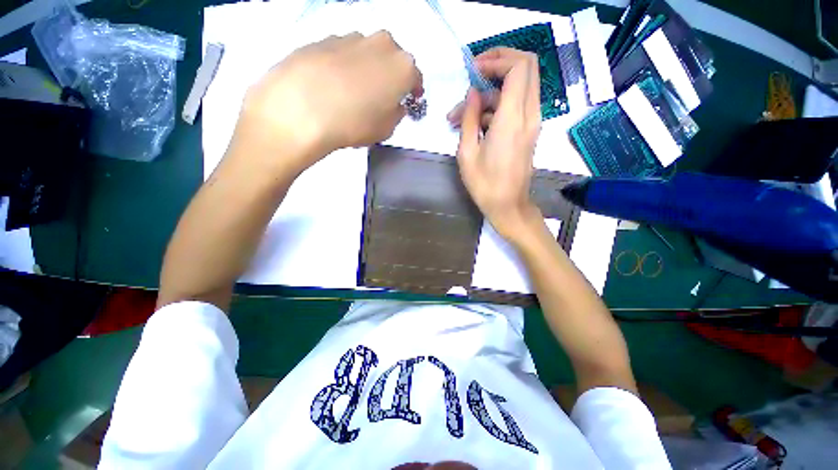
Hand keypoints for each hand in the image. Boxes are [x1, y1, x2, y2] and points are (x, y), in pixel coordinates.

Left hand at [233, 31, 422, 173]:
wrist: (300, 109)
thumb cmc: (354, 123)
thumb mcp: (385, 130)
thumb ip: (396, 114)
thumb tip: (394, 105)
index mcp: (401, 66)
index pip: (415, 76)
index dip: (413, 90)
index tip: (410, 100)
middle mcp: (380, 43)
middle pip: (392, 58)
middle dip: (391, 75)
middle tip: (382, 95)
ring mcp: (350, 37)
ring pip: (367, 53)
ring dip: (367, 69)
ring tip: (354, 92)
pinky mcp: (323, 38)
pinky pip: (343, 53)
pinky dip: (344, 66)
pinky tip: (333, 85)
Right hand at [453, 48, 542, 241]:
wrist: (508, 205)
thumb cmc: (484, 184)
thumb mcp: (467, 152)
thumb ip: (470, 118)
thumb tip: (473, 93)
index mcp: (512, 119)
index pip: (518, 67)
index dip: (496, 59)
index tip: (473, 70)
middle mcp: (529, 114)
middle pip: (527, 67)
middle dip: (500, 63)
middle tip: (473, 76)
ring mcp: (532, 122)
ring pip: (519, 86)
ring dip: (491, 92)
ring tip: (461, 115)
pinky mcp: (529, 130)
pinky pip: (516, 105)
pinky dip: (496, 107)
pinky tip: (473, 125)